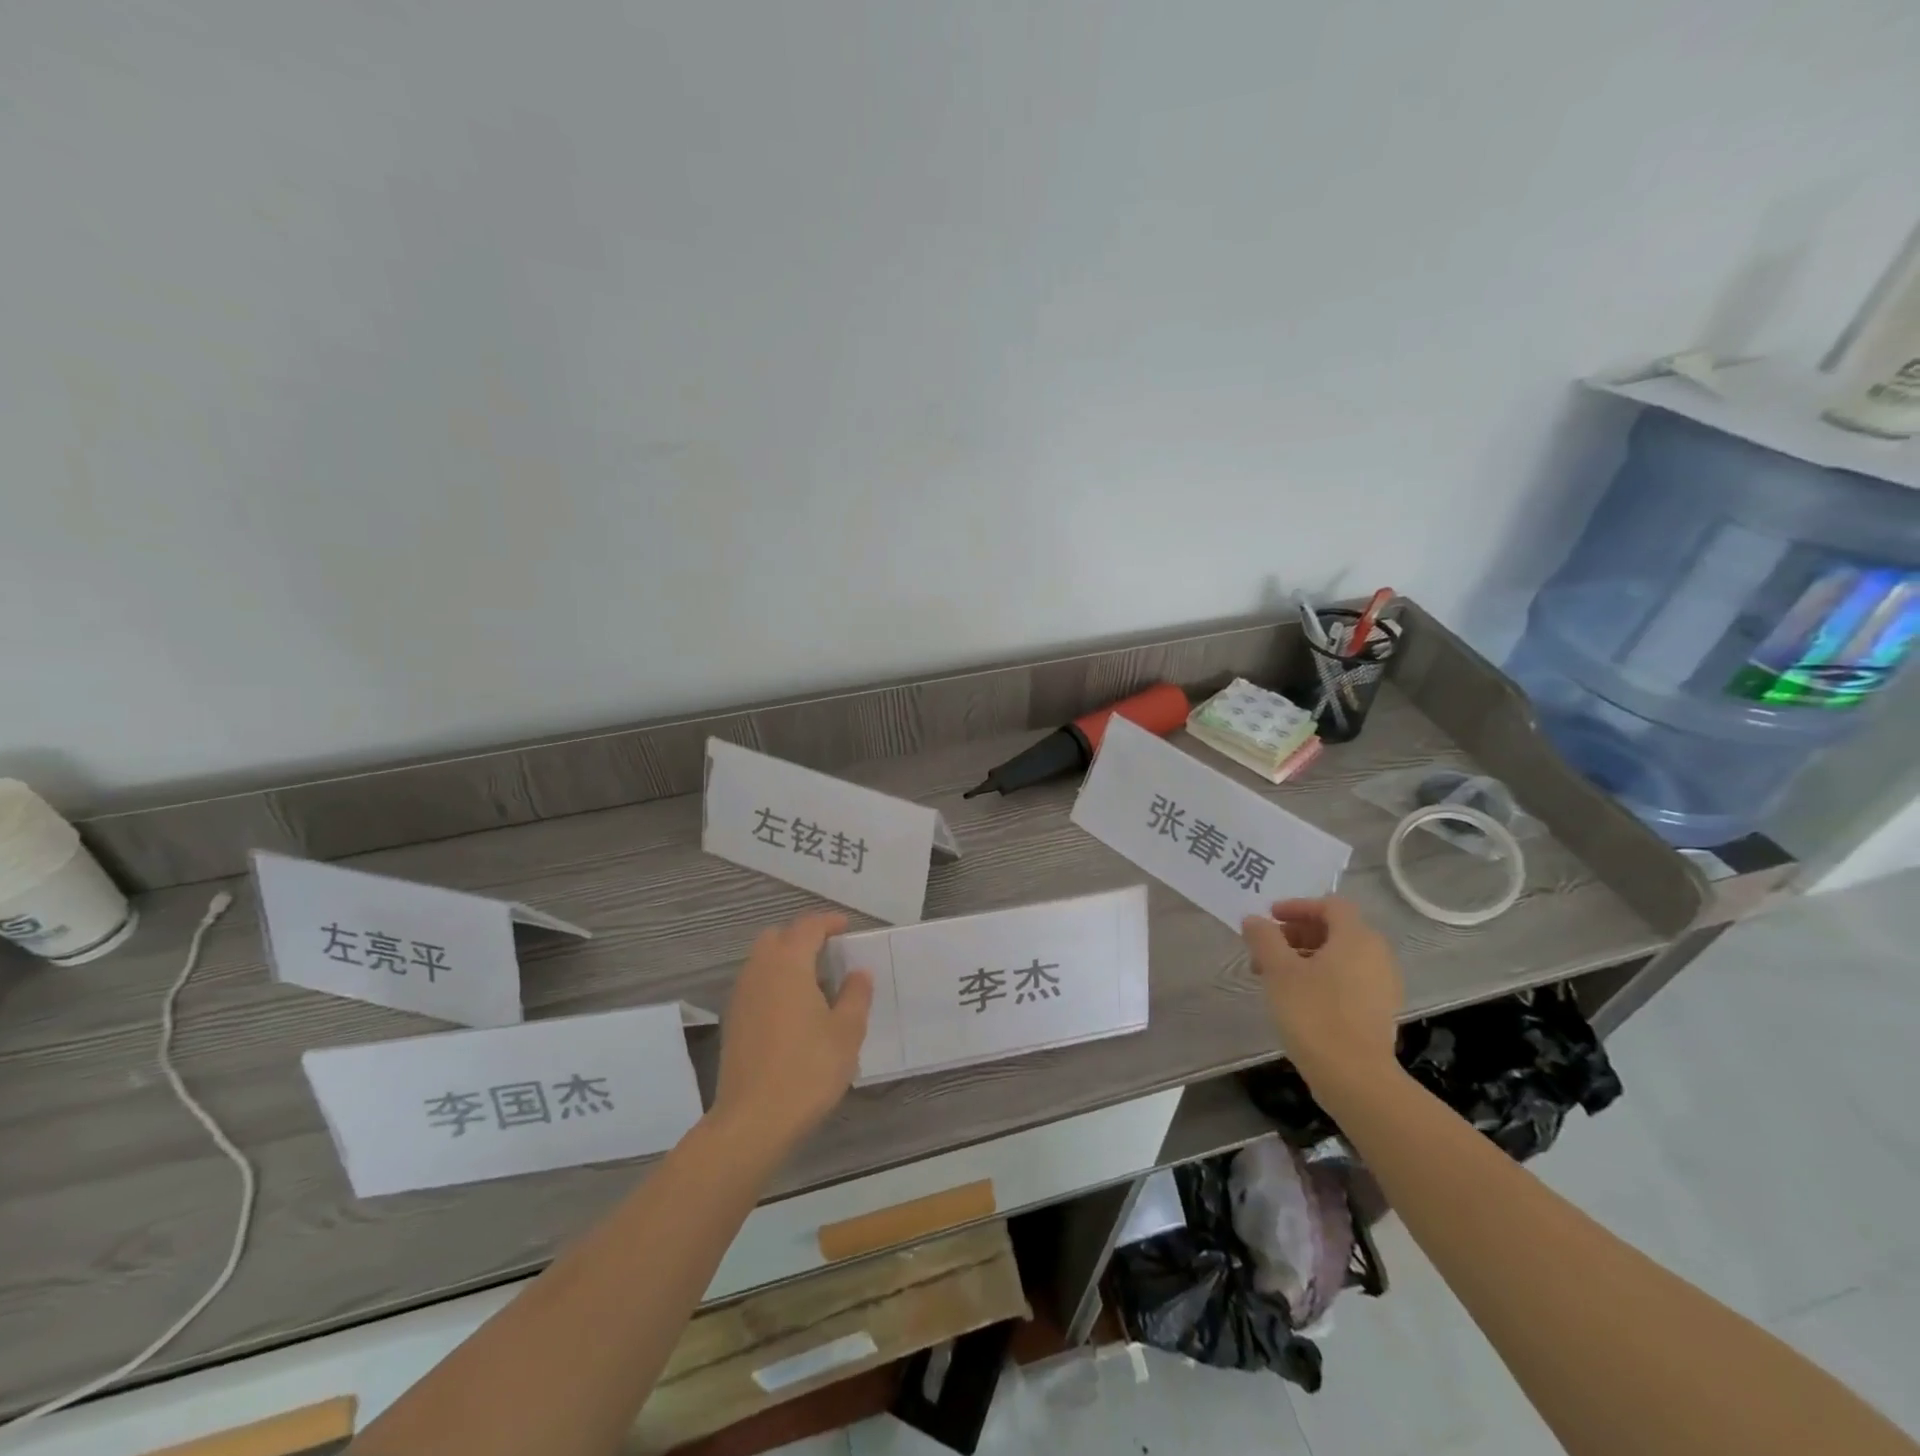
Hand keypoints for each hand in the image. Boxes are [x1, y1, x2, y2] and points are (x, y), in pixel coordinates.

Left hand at [711, 912, 873, 1155]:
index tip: (846, 928)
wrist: (753, 1121)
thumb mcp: (847, 1032)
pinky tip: (793, 1010)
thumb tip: (858, 973)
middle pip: (777, 937)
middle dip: (802, 937)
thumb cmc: (808, 1069)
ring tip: (814, 983)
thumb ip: (855, 995)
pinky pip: (755, 985)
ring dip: (786, 960)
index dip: (828, 923)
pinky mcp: (733, 1022)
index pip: (808, 927)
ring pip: (762, 961)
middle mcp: (759, 971)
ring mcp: (741, 997)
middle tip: (828, 953)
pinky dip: (774, 983)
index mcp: (788, 964)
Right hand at [1242, 896, 1402, 1093]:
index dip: (1298, 906)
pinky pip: (1349, 978)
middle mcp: (1377, 955)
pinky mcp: (1380, 1010)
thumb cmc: (1314, 1014)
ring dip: (1307, 956)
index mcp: (1356, 938)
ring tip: (1276, 975)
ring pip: (1341, 956)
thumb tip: (1254, 920)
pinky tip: (1298, 997)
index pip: (1331, 905)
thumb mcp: (1279, 971)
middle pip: (1336, 929)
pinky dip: (1323, 976)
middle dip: (1298, 933)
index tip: (1270, 918)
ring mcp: (1383, 984)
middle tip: (1267, 948)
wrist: (1355, 1078)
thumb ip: (1264, 938)